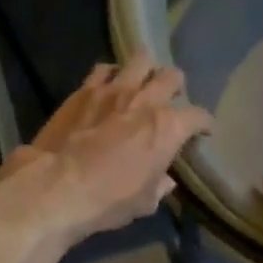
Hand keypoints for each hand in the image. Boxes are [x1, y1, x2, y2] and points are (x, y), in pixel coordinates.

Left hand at [3, 58, 214, 240]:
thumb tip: (165, 180)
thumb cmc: (109, 200)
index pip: (198, 116)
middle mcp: (146, 101)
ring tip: (141, 82)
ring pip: (140, 60)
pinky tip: (109, 85)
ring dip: (146, 70)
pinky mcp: (84, 90)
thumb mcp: (144, 202)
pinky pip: (104, 69)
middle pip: (172, 77)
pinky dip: (111, 74)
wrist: (57, 186)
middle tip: (171, 100)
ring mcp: (114, 90)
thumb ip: (159, 186)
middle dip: (176, 87)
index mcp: (168, 128)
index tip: (204, 131)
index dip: (204, 124)